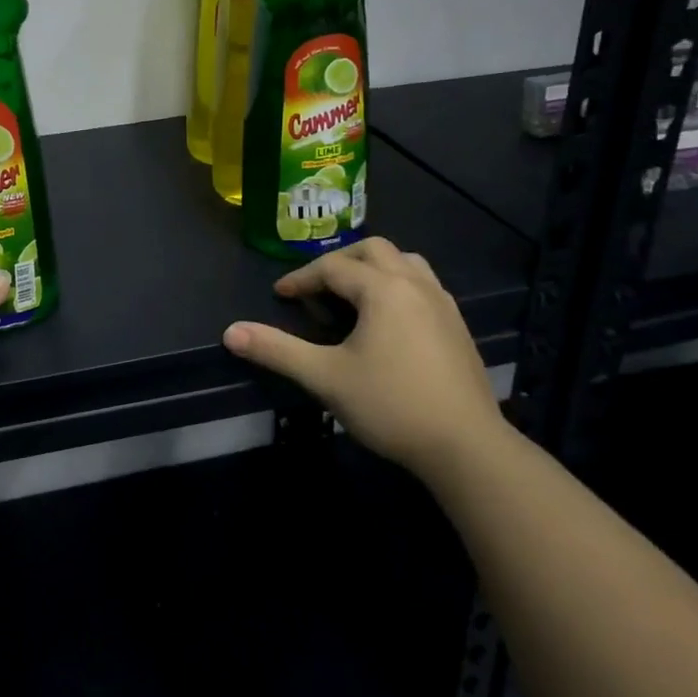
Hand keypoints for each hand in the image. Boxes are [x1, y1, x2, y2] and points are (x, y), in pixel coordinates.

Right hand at [222, 237, 499, 473]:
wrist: (467, 447)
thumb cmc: (391, 405)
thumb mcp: (325, 377)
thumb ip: (277, 350)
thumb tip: (230, 332)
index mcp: (383, 289)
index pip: (333, 267)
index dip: (301, 279)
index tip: (280, 296)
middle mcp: (415, 284)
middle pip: (373, 249)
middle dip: (339, 262)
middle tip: (317, 289)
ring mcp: (442, 303)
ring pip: (405, 262)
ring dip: (374, 268)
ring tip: (353, 296)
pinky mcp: (458, 326)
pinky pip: (423, 284)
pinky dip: (398, 286)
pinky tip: (389, 321)